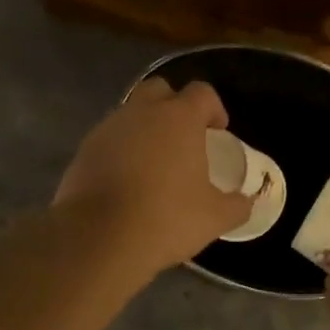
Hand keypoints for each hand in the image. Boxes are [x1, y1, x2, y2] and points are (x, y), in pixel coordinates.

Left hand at [54, 78, 252, 274]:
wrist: (99, 238)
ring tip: (154, 163)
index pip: (202, 93)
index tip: (218, 131)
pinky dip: (121, 150)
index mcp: (179, 118)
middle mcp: (141, 112)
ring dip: (145, 129)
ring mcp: (108, 128)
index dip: (214, 108)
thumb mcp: (214, 218)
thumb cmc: (166, 219)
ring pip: (130, 114)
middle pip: (160, 90)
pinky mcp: (84, 150)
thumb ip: (237, 205)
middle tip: (184, 138)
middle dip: (174, 106)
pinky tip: (127, 180)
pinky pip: (109, 139)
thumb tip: (246, 202)